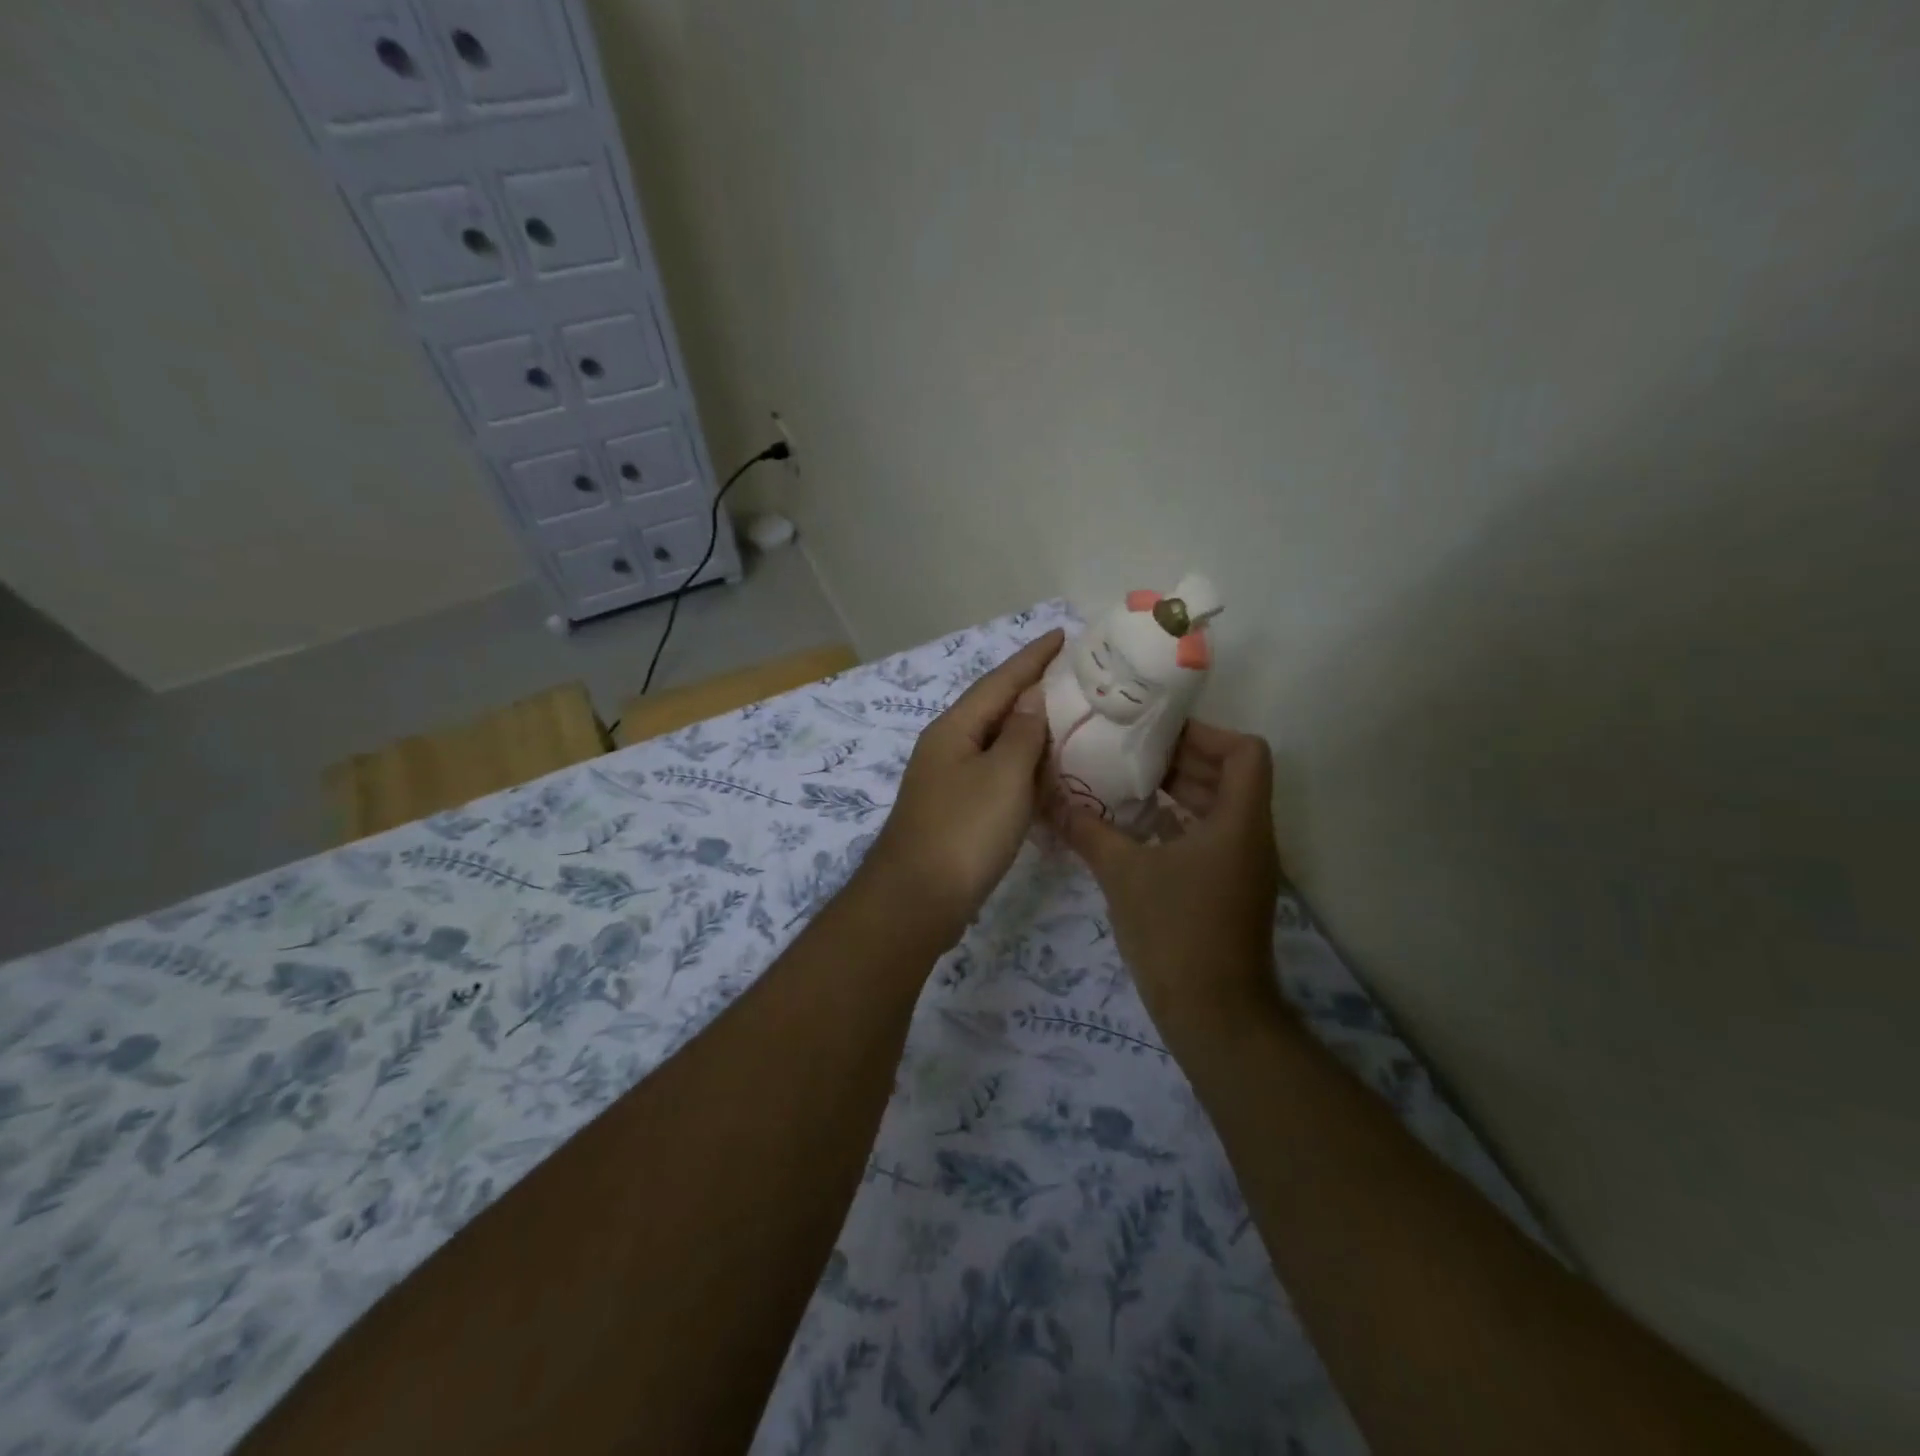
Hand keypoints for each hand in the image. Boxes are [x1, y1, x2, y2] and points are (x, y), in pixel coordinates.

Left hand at [863, 630, 1063, 936]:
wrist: (917, 900)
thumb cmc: (963, 831)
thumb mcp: (1002, 776)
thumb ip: (1022, 733)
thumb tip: (1032, 697)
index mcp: (954, 728)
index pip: (1000, 680)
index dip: (1033, 657)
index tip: (1063, 634)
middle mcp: (947, 746)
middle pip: (994, 707)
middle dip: (1031, 688)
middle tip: (1074, 676)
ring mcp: (948, 780)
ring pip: (995, 742)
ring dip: (1028, 728)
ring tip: (1068, 717)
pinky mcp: (956, 811)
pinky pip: (995, 774)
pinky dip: (1022, 766)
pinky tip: (1045, 773)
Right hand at [1062, 720, 1283, 1038]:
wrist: (1214, 1016)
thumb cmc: (1176, 932)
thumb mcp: (1123, 874)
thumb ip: (1087, 831)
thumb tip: (1050, 800)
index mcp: (1238, 821)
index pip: (1246, 752)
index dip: (1206, 735)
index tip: (1157, 735)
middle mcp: (1250, 836)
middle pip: (1229, 776)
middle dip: (1181, 760)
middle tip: (1130, 753)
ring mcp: (1243, 866)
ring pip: (1218, 808)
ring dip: (1178, 793)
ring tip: (1127, 784)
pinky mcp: (1229, 890)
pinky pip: (1209, 838)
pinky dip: (1178, 825)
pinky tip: (1135, 830)